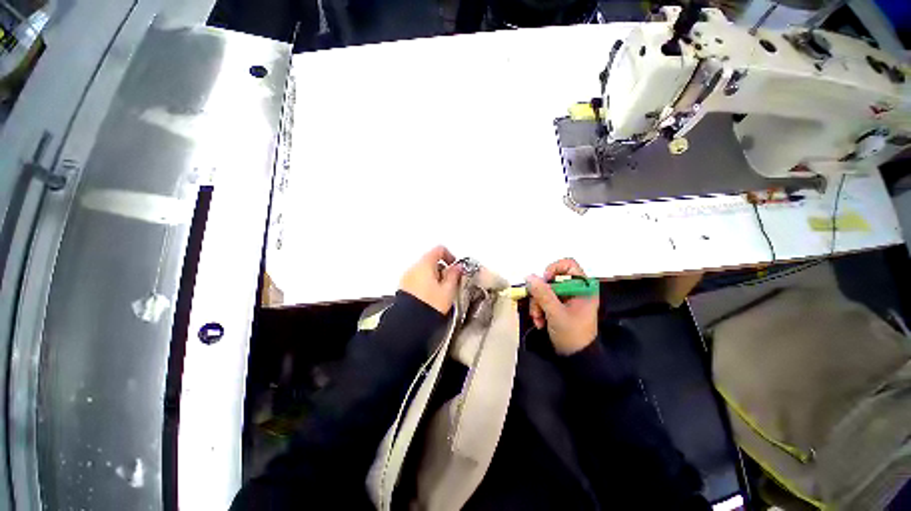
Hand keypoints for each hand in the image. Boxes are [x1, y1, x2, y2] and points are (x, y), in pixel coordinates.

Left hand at [399, 246, 461, 314]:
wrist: (409, 323)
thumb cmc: (429, 305)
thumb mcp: (448, 290)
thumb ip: (454, 275)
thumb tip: (458, 267)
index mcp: (425, 264)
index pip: (439, 250)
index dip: (450, 256)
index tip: (455, 266)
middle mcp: (413, 268)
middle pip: (431, 260)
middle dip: (442, 269)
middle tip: (450, 282)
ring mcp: (407, 277)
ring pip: (424, 271)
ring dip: (434, 277)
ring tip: (441, 292)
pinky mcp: (403, 288)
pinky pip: (417, 280)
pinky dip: (426, 284)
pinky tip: (431, 297)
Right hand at [527, 258, 598, 354]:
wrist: (577, 359)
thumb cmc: (573, 336)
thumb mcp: (556, 314)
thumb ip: (543, 294)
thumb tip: (530, 277)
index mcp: (584, 288)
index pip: (568, 265)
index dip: (554, 270)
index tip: (544, 282)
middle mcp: (576, 290)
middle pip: (551, 279)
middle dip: (540, 294)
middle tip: (538, 308)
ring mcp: (566, 298)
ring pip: (544, 290)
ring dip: (537, 304)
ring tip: (538, 319)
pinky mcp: (559, 306)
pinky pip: (543, 299)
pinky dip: (538, 309)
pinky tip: (540, 322)